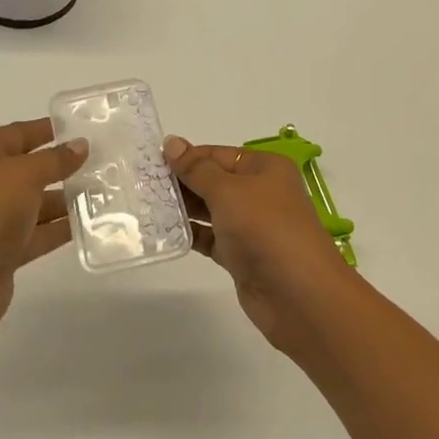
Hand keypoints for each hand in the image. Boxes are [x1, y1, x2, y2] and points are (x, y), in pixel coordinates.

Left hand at [0, 119, 87, 340]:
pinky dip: (60, 228)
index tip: (85, 128)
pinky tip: (92, 223)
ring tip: (106, 191)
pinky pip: (36, 233)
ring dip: (65, 199)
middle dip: (62, 166)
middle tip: (104, 161)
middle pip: (27, 168)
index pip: (18, 133)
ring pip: (34, 202)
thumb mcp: (24, 174)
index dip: (49, 130)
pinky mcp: (0, 251)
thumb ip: (55, 159)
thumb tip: (80, 145)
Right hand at [163, 136, 350, 352]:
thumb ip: (197, 169)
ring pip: (210, 210)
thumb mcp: (229, 191)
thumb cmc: (266, 229)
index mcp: (264, 168)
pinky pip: (210, 238)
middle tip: (139, 183)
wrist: (300, 296)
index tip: (150, 161)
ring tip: (143, 204)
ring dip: (182, 208)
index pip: (218, 154)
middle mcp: (259, 193)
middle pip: (213, 181)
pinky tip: (161, 231)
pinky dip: (190, 234)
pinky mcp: (242, 256)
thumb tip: (172, 142)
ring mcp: (251, 227)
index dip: (187, 157)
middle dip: (181, 182)